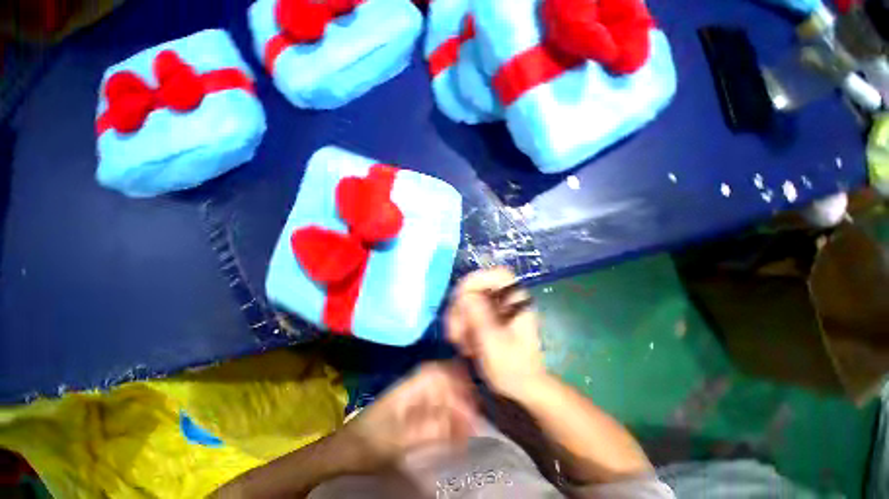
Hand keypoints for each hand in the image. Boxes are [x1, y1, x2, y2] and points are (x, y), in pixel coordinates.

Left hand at [342, 362, 476, 471]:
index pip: (436, 373)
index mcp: (408, 388)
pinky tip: (457, 429)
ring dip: (457, 404)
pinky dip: (449, 416)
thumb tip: (462, 424)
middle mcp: (413, 387)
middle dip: (461, 391)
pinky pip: (436, 407)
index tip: (470, 401)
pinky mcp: (413, 410)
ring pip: (441, 393)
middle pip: (442, 379)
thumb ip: (431, 430)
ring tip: (471, 422)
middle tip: (476, 409)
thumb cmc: (369, 443)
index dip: (455, 381)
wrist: (346, 450)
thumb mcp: (399, 441)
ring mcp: (413, 398)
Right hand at [446, 268, 546, 400]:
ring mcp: (496, 307)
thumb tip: (464, 295)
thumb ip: (479, 317)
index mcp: (517, 301)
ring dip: (458, 318)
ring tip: (458, 342)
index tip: (459, 300)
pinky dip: (461, 324)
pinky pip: (468, 311)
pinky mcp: (488, 316)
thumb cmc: (513, 368)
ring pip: (468, 299)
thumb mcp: (493, 344)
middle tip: (454, 332)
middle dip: (461, 307)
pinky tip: (462, 342)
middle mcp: (506, 299)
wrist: (522, 387)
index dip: (477, 280)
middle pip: (477, 287)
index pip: (498, 274)